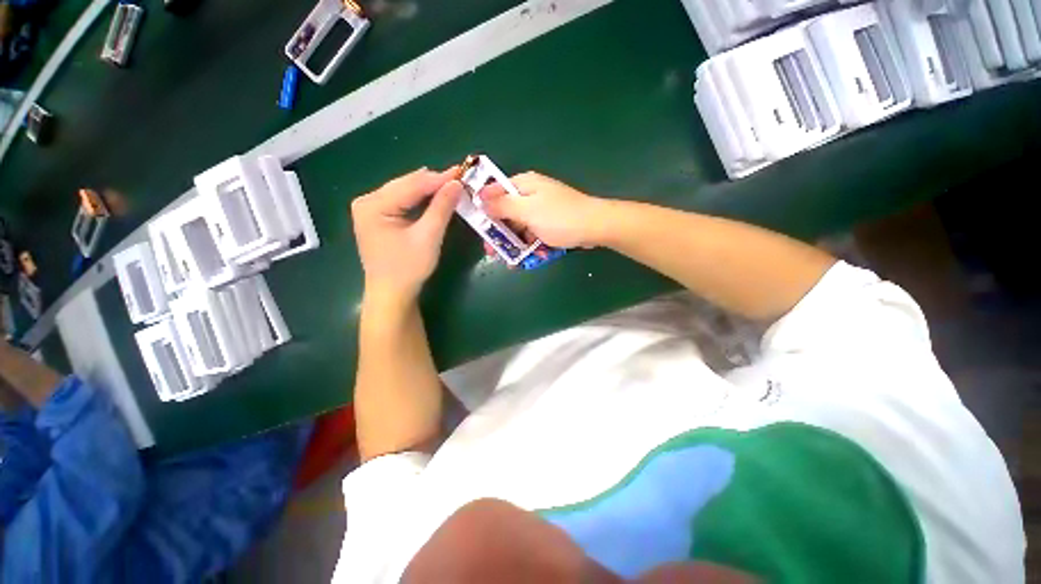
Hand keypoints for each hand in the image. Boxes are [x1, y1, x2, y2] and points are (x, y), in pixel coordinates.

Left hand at [351, 167, 462, 300]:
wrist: (392, 294)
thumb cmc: (408, 268)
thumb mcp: (428, 237)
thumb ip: (442, 208)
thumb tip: (457, 183)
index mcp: (373, 205)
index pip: (411, 185)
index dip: (438, 178)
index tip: (461, 172)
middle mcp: (367, 201)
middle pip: (405, 185)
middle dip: (433, 182)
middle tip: (458, 178)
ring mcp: (370, 209)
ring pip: (404, 192)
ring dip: (428, 189)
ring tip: (450, 184)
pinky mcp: (377, 217)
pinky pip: (402, 201)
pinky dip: (420, 199)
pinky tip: (434, 196)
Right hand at [478, 172, 606, 248]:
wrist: (594, 227)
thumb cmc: (559, 217)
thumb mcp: (527, 210)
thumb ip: (502, 205)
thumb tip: (481, 200)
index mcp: (523, 184)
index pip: (495, 190)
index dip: (483, 206)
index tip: (476, 226)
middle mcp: (530, 194)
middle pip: (506, 211)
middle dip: (497, 232)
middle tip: (490, 250)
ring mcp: (540, 210)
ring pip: (518, 225)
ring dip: (512, 242)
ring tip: (505, 260)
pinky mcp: (549, 223)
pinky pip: (532, 233)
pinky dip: (526, 245)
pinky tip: (521, 259)